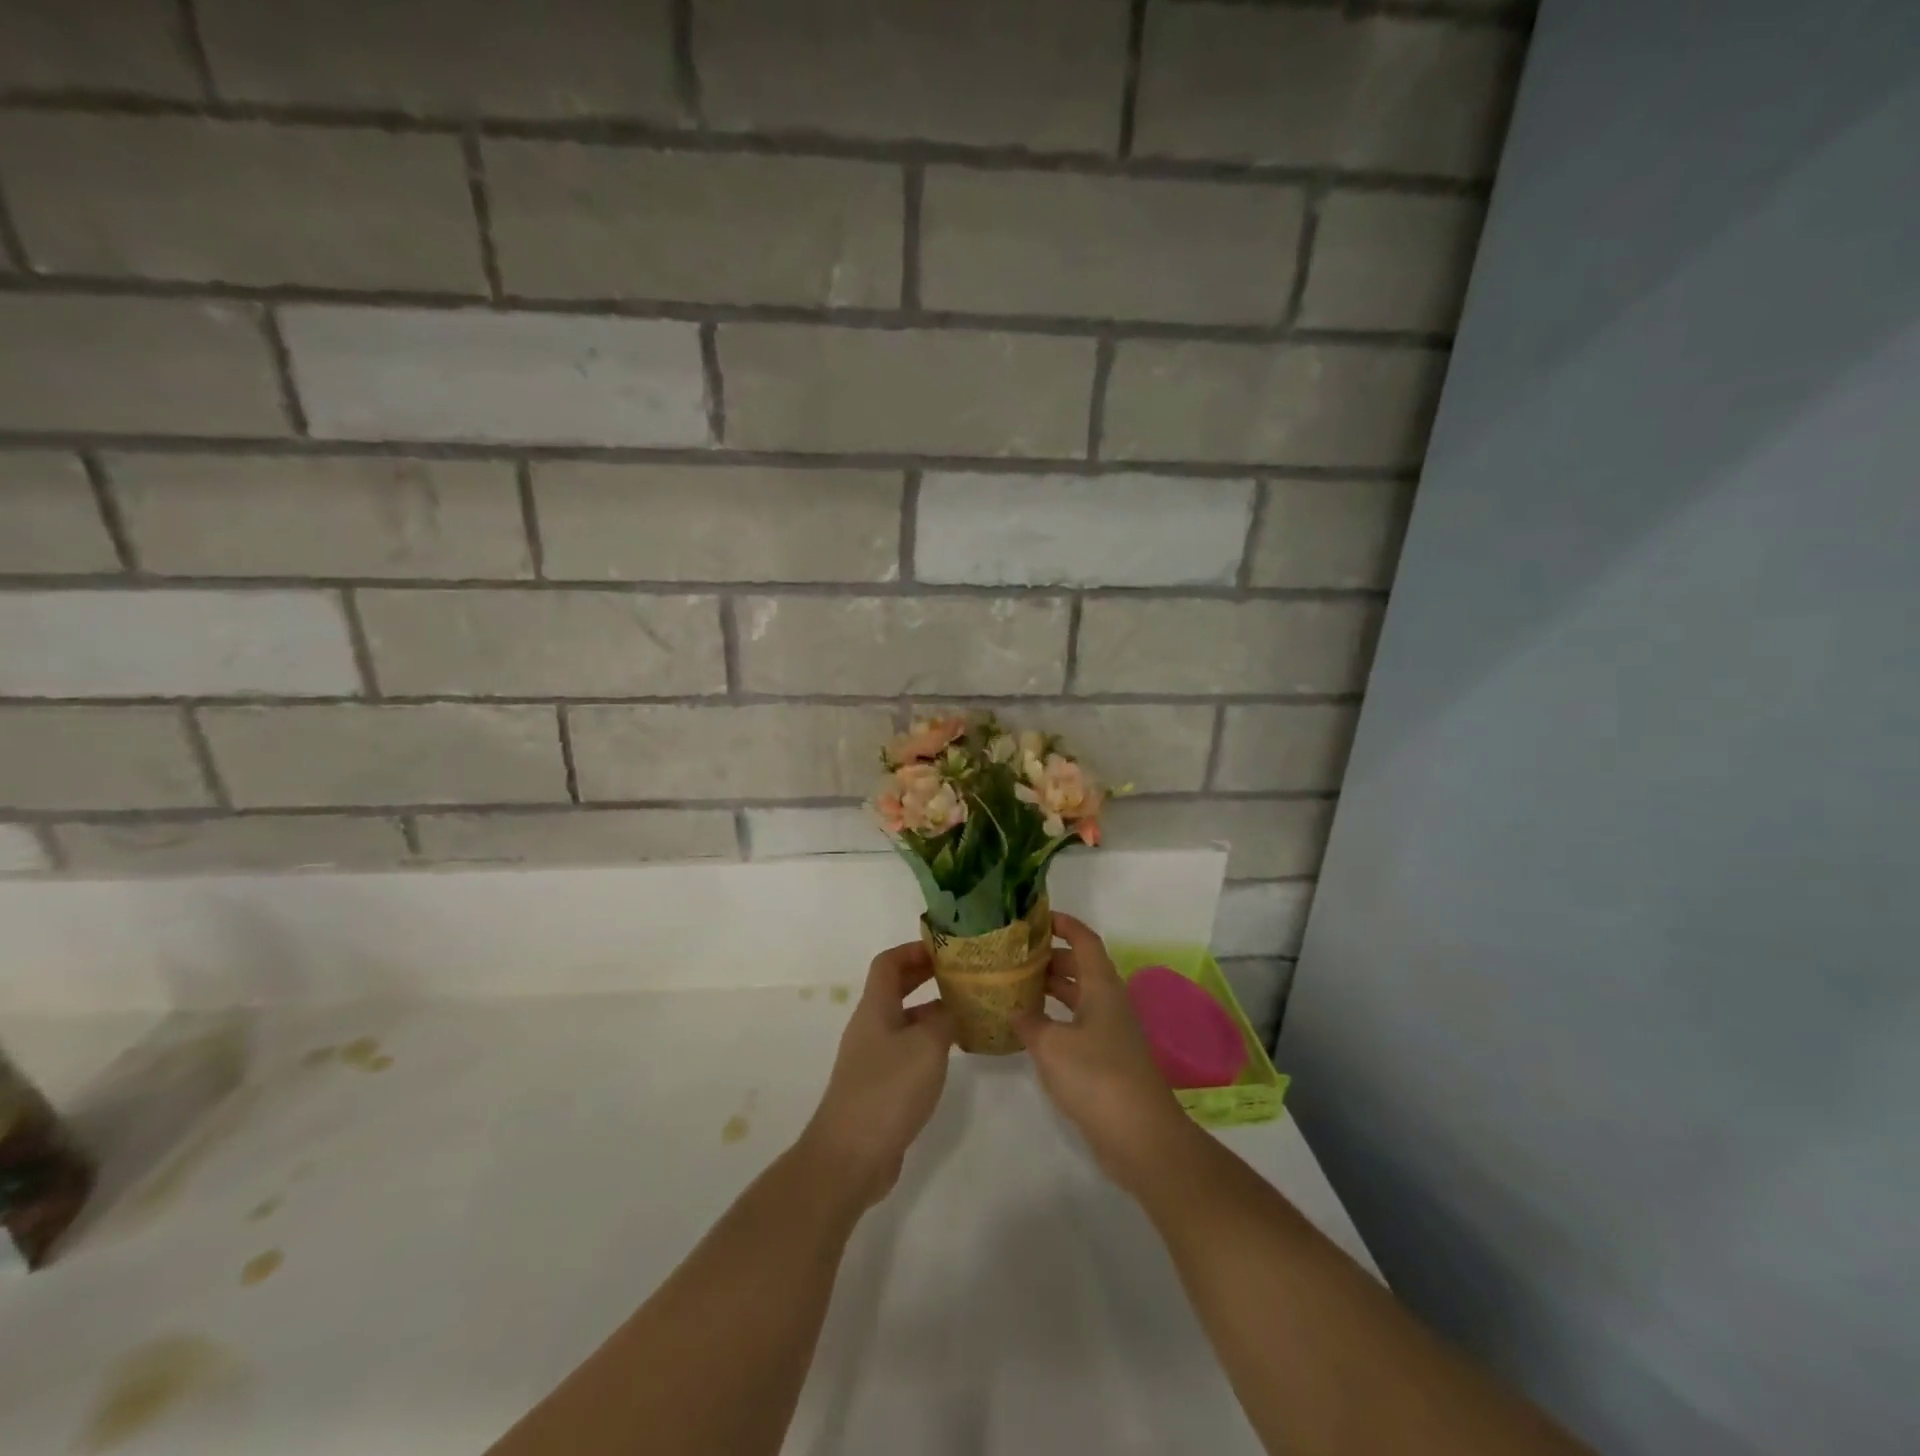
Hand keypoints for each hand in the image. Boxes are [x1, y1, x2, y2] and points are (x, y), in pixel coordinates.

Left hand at [800, 942, 954, 1207]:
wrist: (850, 1156)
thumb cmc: (888, 1090)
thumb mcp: (927, 1046)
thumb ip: (945, 1019)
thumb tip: (954, 1007)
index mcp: (875, 1009)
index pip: (888, 963)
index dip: (914, 950)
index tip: (945, 949)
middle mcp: (870, 1027)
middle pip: (895, 989)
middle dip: (925, 977)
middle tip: (961, 974)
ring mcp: (872, 1059)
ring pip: (903, 1021)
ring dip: (931, 1012)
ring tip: (967, 1012)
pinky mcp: (879, 1087)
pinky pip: (905, 1051)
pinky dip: (928, 1044)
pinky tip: (952, 1055)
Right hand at [1012, 912, 1198, 1196]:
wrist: (1141, 1136)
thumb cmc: (1096, 1077)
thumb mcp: (1051, 1045)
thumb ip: (1028, 1022)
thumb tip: (1014, 1009)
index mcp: (1101, 986)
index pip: (1084, 940)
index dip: (1063, 924)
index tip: (1036, 917)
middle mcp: (1109, 1002)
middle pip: (1080, 967)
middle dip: (1049, 958)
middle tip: (1014, 957)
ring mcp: (1111, 1032)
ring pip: (1079, 997)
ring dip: (1051, 989)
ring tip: (1015, 988)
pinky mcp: (1108, 1059)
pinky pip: (1078, 1024)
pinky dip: (1056, 1019)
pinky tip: (1032, 1031)